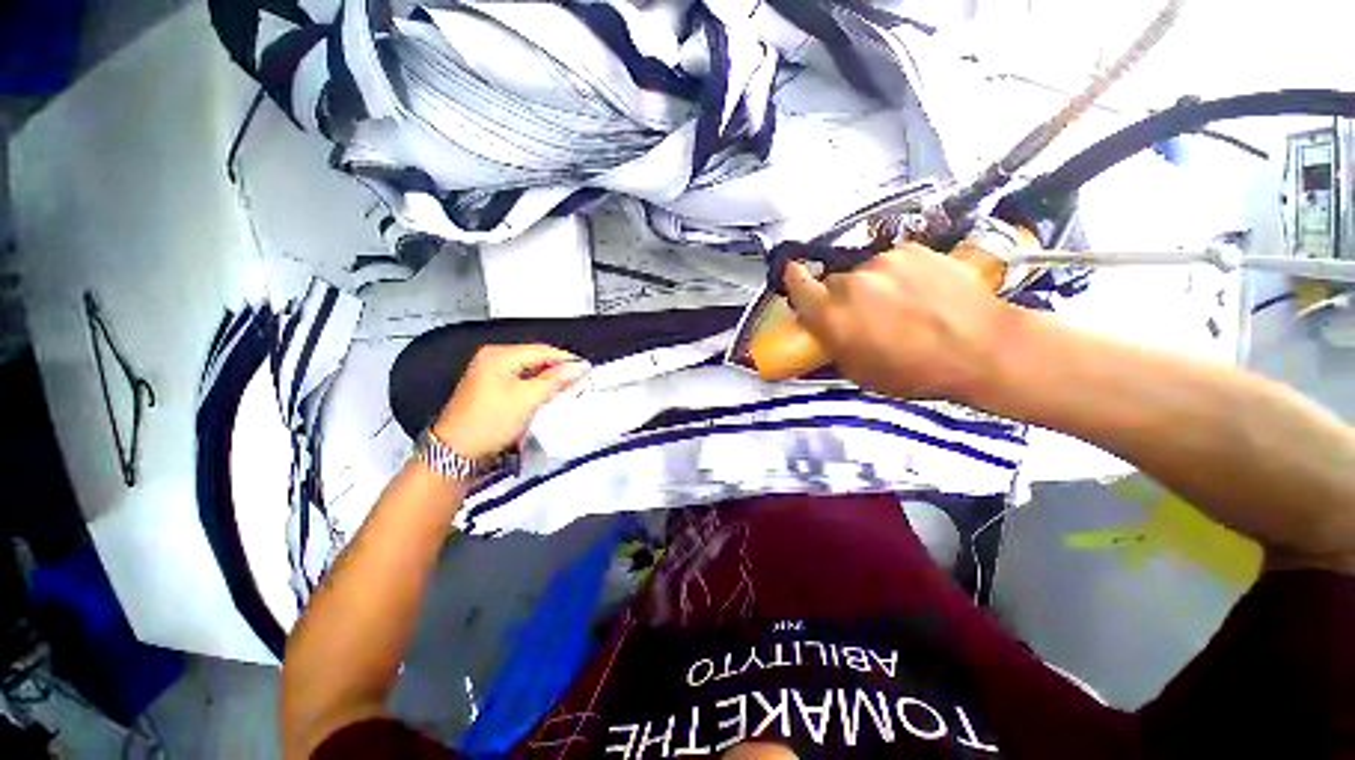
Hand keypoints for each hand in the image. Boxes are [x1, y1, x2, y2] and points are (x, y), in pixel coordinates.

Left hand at [433, 345, 589, 457]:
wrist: (455, 451)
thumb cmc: (493, 421)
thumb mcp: (528, 399)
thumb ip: (556, 380)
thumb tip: (581, 366)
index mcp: (500, 355)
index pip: (541, 351)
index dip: (566, 359)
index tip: (588, 369)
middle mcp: (493, 357)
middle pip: (534, 357)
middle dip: (557, 367)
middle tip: (580, 378)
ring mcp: (489, 371)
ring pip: (528, 368)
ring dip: (548, 376)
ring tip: (568, 385)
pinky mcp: (489, 385)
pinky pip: (519, 378)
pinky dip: (535, 384)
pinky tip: (547, 392)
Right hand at [783, 243, 1013, 400]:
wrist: (981, 347)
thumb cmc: (913, 371)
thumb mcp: (859, 371)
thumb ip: (832, 343)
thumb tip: (822, 326)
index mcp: (832, 314)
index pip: (797, 283)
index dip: (794, 279)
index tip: (796, 277)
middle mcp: (851, 282)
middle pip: (834, 282)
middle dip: (842, 296)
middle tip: (865, 314)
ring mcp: (883, 261)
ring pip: (865, 271)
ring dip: (873, 285)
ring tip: (903, 304)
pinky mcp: (913, 249)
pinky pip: (893, 261)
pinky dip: (899, 273)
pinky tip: (922, 291)